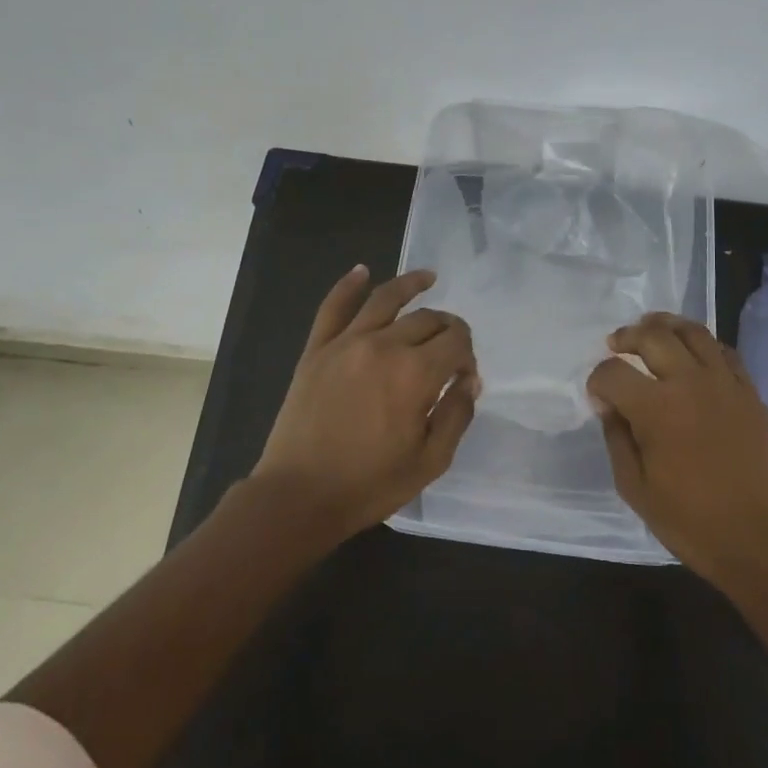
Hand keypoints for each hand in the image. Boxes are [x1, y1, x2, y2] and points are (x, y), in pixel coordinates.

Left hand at [251, 266, 478, 540]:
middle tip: (451, 345)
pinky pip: (333, 307)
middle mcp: (384, 345)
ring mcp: (346, 342)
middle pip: (427, 319)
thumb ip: (457, 415)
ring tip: (429, 277)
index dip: (467, 353)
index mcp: (416, 374)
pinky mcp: (317, 349)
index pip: (456, 341)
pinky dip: (348, 285)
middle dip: (447, 327)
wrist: (298, 496)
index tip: (464, 376)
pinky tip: (362, 271)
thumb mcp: (430, 461)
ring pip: (386, 299)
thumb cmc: (369, 484)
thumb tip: (469, 380)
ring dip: (411, 284)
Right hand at [588, 313, 767, 584]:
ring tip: (651, 328)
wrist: (763, 542)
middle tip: (616, 344)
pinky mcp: (750, 393)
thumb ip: (617, 439)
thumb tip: (610, 406)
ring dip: (665, 325)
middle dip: (627, 336)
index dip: (597, 380)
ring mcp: (725, 383)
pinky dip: (703, 344)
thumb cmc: (693, 522)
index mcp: (656, 409)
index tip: (598, 396)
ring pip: (693, 332)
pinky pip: (725, 351)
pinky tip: (693, 353)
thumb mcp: (636, 489)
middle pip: (652, 336)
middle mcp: (690, 382)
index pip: (613, 372)